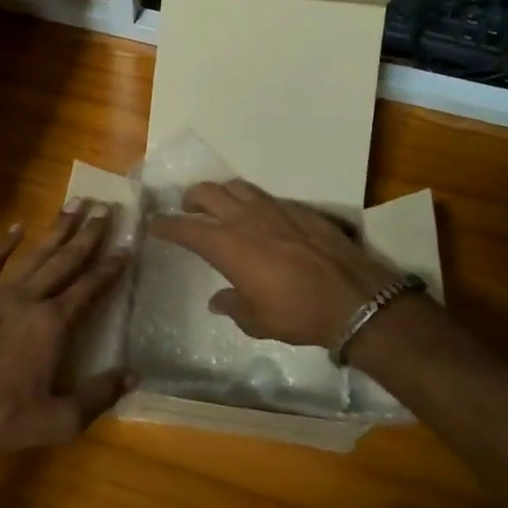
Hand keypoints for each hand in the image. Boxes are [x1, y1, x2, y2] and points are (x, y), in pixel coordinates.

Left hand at [0, 202, 131, 461]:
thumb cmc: (1, 419)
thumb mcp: (59, 420)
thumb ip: (98, 395)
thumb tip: (134, 374)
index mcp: (54, 325)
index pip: (90, 288)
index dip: (110, 267)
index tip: (126, 245)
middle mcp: (30, 299)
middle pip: (66, 260)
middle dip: (88, 234)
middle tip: (105, 207)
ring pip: (35, 255)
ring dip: (56, 228)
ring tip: (74, 203)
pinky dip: (4, 244)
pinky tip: (17, 226)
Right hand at [147, 180, 398, 349]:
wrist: (353, 297)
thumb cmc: (298, 313)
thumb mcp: (258, 320)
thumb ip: (233, 306)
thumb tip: (218, 300)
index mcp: (227, 245)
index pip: (186, 228)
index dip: (166, 225)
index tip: (154, 224)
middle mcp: (245, 219)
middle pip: (207, 193)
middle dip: (191, 198)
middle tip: (187, 208)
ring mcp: (274, 208)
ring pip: (237, 187)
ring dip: (222, 193)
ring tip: (221, 206)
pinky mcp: (299, 209)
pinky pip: (267, 196)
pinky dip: (254, 202)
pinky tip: (261, 218)